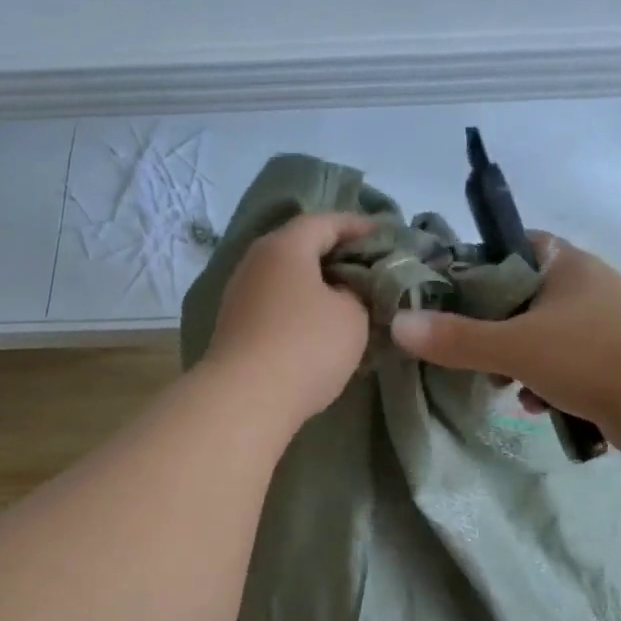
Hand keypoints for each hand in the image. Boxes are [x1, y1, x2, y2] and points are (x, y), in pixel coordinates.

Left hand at [202, 212, 378, 428]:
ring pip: (287, 279)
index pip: (325, 221)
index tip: (384, 234)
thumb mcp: (352, 316)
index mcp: (285, 247)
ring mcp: (240, 296)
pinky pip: (276, 305)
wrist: (246, 399)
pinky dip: (300, 308)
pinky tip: (319, 326)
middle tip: (368, 268)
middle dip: (336, 255)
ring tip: (348, 300)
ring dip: (316, 286)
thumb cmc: (306, 346)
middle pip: (301, 247)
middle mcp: (256, 262)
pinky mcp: (236, 328)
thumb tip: (342, 293)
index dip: (358, 225)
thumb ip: (356, 293)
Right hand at [390, 232, 620, 437]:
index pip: (515, 247)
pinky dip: (547, 384)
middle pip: (524, 299)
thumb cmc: (591, 357)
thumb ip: (456, 339)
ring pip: (544, 337)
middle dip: (494, 329)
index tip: (451, 293)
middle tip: (468, 350)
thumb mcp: (514, 346)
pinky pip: (567, 367)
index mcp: (567, 265)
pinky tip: (538, 407)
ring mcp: (605, 327)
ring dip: (519, 363)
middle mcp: (587, 288)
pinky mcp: (615, 364)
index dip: (481, 266)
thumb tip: (398, 325)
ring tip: (502, 387)